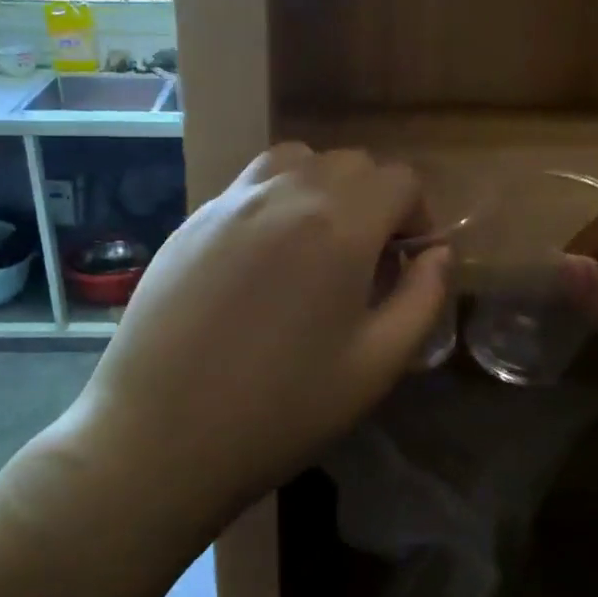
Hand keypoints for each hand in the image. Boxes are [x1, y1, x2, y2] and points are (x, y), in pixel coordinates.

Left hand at [58, 144, 448, 524]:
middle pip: (350, 163)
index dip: (418, 214)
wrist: (160, 435)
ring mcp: (230, 201)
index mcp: (338, 225)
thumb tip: (438, 254)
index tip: (410, 259)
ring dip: (323, 188)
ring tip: (318, 245)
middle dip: (374, 200)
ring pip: (295, 161)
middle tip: (369, 259)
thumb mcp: (375, 365)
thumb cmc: (280, 410)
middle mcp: (284, 194)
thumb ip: (421, 299)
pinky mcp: (191, 220)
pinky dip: (276, 200)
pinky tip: (263, 259)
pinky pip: (249, 186)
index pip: (398, 180)